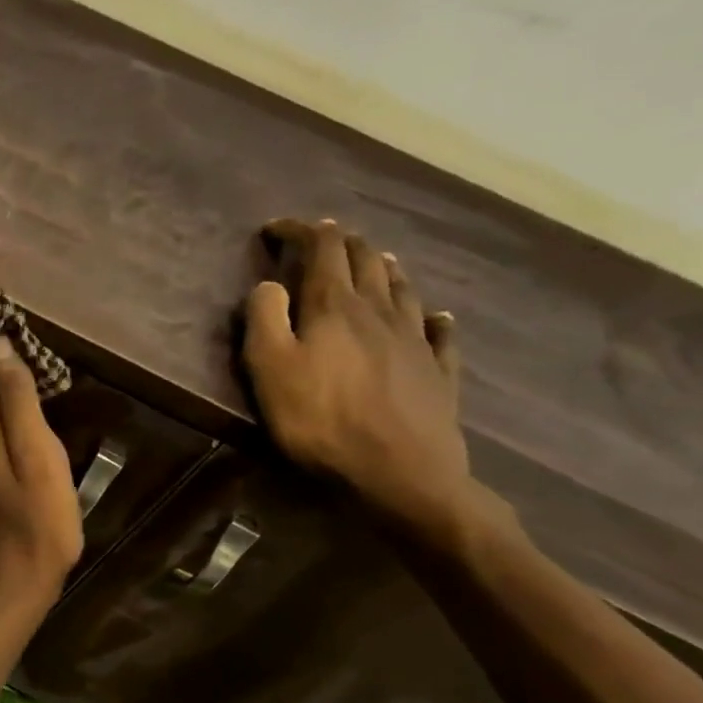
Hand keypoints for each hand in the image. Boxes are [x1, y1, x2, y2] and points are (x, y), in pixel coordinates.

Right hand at [243, 218, 474, 539]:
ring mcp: (416, 339)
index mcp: (335, 305)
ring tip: (372, 259)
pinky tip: (435, 315)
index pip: (322, 248)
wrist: (401, 474)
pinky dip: (432, 315)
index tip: (275, 228)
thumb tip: (268, 284)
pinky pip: (439, 331)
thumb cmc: (322, 420)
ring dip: (382, 266)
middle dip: (340, 242)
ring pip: (401, 286)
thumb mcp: (270, 369)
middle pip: (365, 259)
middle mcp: (380, 310)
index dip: (299, 230)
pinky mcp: (438, 371)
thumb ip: (263, 319)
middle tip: (320, 239)